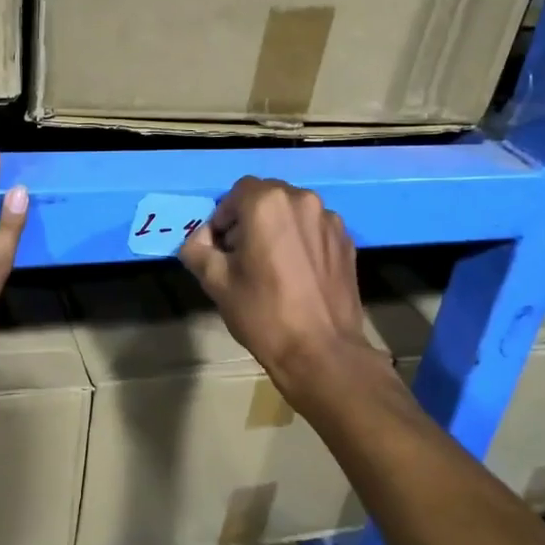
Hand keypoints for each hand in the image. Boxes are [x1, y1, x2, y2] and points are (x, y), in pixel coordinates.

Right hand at [179, 177, 381, 401]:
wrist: (322, 351)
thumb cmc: (263, 313)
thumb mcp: (215, 282)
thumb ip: (197, 249)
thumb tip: (199, 239)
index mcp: (267, 203)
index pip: (236, 193)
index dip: (223, 218)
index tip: (220, 249)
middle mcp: (303, 200)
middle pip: (267, 197)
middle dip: (250, 219)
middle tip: (242, 256)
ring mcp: (330, 220)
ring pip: (293, 212)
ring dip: (277, 228)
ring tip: (272, 265)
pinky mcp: (347, 241)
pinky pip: (315, 229)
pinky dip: (301, 241)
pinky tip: (297, 274)